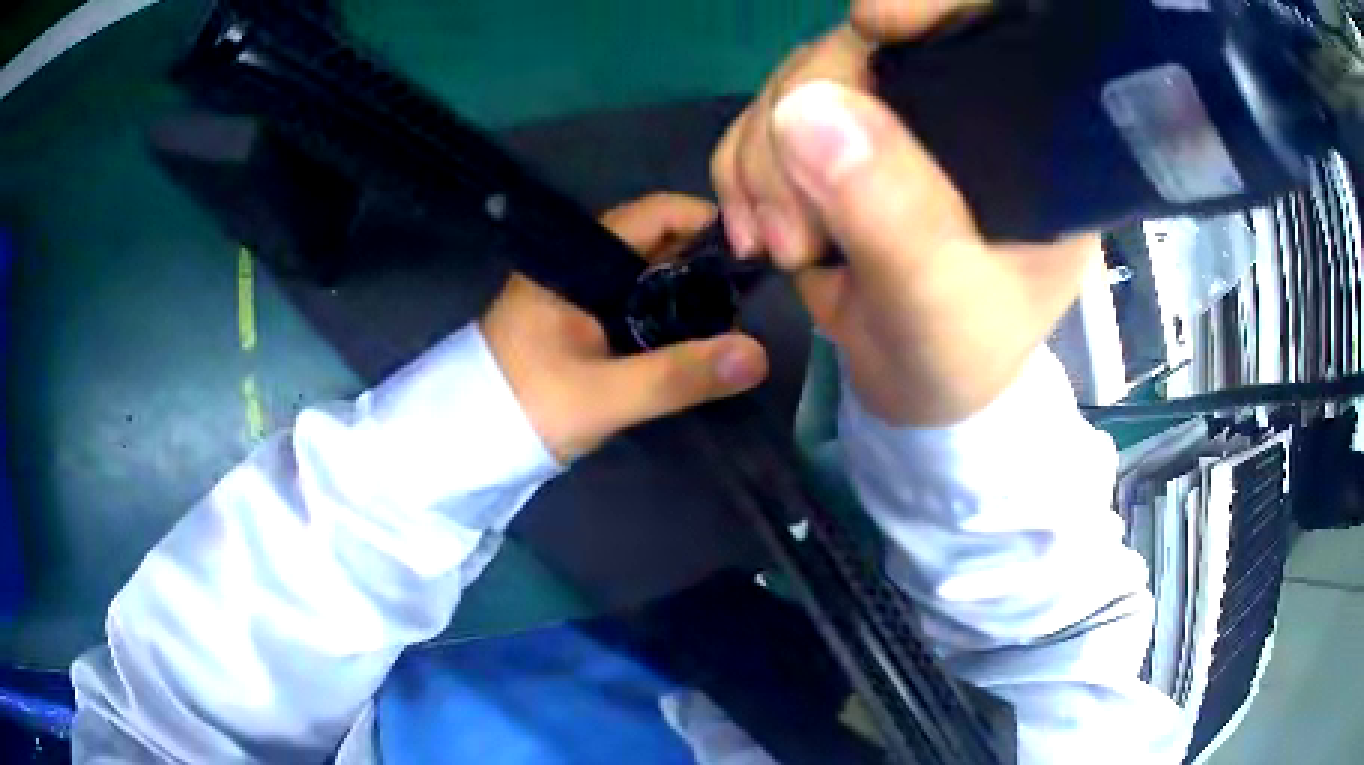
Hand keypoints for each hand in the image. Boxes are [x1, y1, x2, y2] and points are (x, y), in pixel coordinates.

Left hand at [480, 193, 769, 461]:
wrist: (467, 443)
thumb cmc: (525, 406)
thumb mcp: (604, 395)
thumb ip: (677, 375)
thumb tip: (757, 354)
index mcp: (577, 259)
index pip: (654, 214)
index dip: (705, 221)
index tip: (753, 251)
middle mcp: (579, 266)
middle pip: (656, 243)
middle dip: (704, 263)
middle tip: (750, 296)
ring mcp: (577, 296)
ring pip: (647, 277)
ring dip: (687, 293)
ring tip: (732, 320)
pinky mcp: (578, 325)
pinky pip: (634, 306)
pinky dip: (666, 316)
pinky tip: (693, 341)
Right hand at [711, 4, 1097, 426]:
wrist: (911, 391)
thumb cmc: (960, 357)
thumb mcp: (944, 305)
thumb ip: (895, 216)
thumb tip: (805, 109)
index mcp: (1021, 138)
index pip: (987, 29)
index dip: (932, 6)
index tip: (875, 24)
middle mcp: (954, 108)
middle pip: (860, 49)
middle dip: (802, 122)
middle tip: (795, 230)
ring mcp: (888, 121)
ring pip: (796, 82)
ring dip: (762, 161)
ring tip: (781, 246)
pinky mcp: (833, 144)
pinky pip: (761, 121)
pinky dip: (741, 171)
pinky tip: (755, 229)